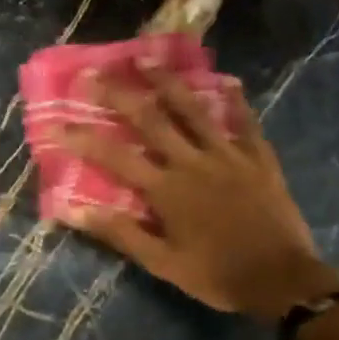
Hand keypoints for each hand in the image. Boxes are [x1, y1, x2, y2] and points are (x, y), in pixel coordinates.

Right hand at [57, 66, 338, 318]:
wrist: (281, 281)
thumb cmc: (215, 275)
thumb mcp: (161, 263)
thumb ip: (120, 233)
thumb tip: (73, 212)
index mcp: (166, 190)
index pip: (115, 158)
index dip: (84, 139)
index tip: (57, 123)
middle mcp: (193, 163)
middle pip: (152, 119)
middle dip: (120, 94)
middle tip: (96, 73)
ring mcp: (229, 156)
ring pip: (194, 110)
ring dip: (168, 82)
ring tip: (147, 58)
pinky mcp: (259, 159)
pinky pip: (245, 123)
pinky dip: (236, 101)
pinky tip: (227, 81)